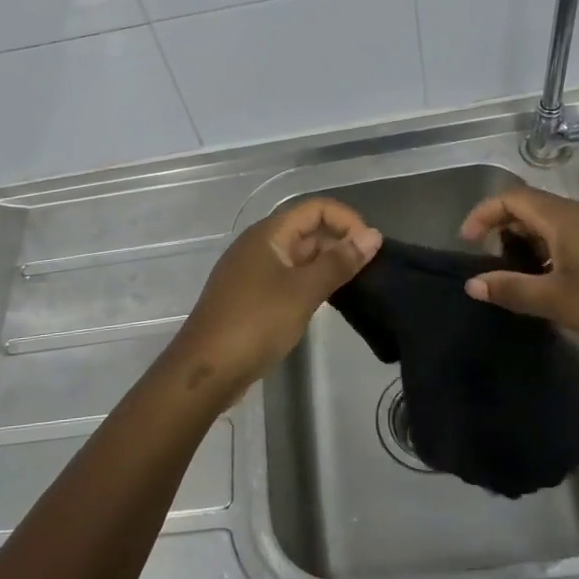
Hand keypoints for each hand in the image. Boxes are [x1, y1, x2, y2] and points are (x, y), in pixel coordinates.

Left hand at [165, 197, 381, 398]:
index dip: (347, 220)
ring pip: (298, 255)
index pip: (315, 208)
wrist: (206, 369)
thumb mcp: (303, 292)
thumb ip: (339, 263)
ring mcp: (253, 271)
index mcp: (268, 234)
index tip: (371, 247)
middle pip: (307, 229)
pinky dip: (311, 282)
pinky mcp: (251, 296)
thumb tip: (373, 236)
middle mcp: (259, 245)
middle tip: (370, 270)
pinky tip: (327, 301)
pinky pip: (288, 277)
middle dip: (340, 242)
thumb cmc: (255, 323)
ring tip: (357, 285)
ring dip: (327, 264)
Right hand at [459, 186, 578, 357]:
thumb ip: (512, 290)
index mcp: (563, 218)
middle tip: (493, 267)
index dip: (482, 214)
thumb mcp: (558, 301)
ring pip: (553, 226)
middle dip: (503, 232)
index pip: (511, 198)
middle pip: (531, 209)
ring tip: (522, 282)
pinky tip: (558, 289)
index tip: (467, 243)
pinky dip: (553, 256)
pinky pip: (573, 240)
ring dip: (529, 247)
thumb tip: (472, 283)